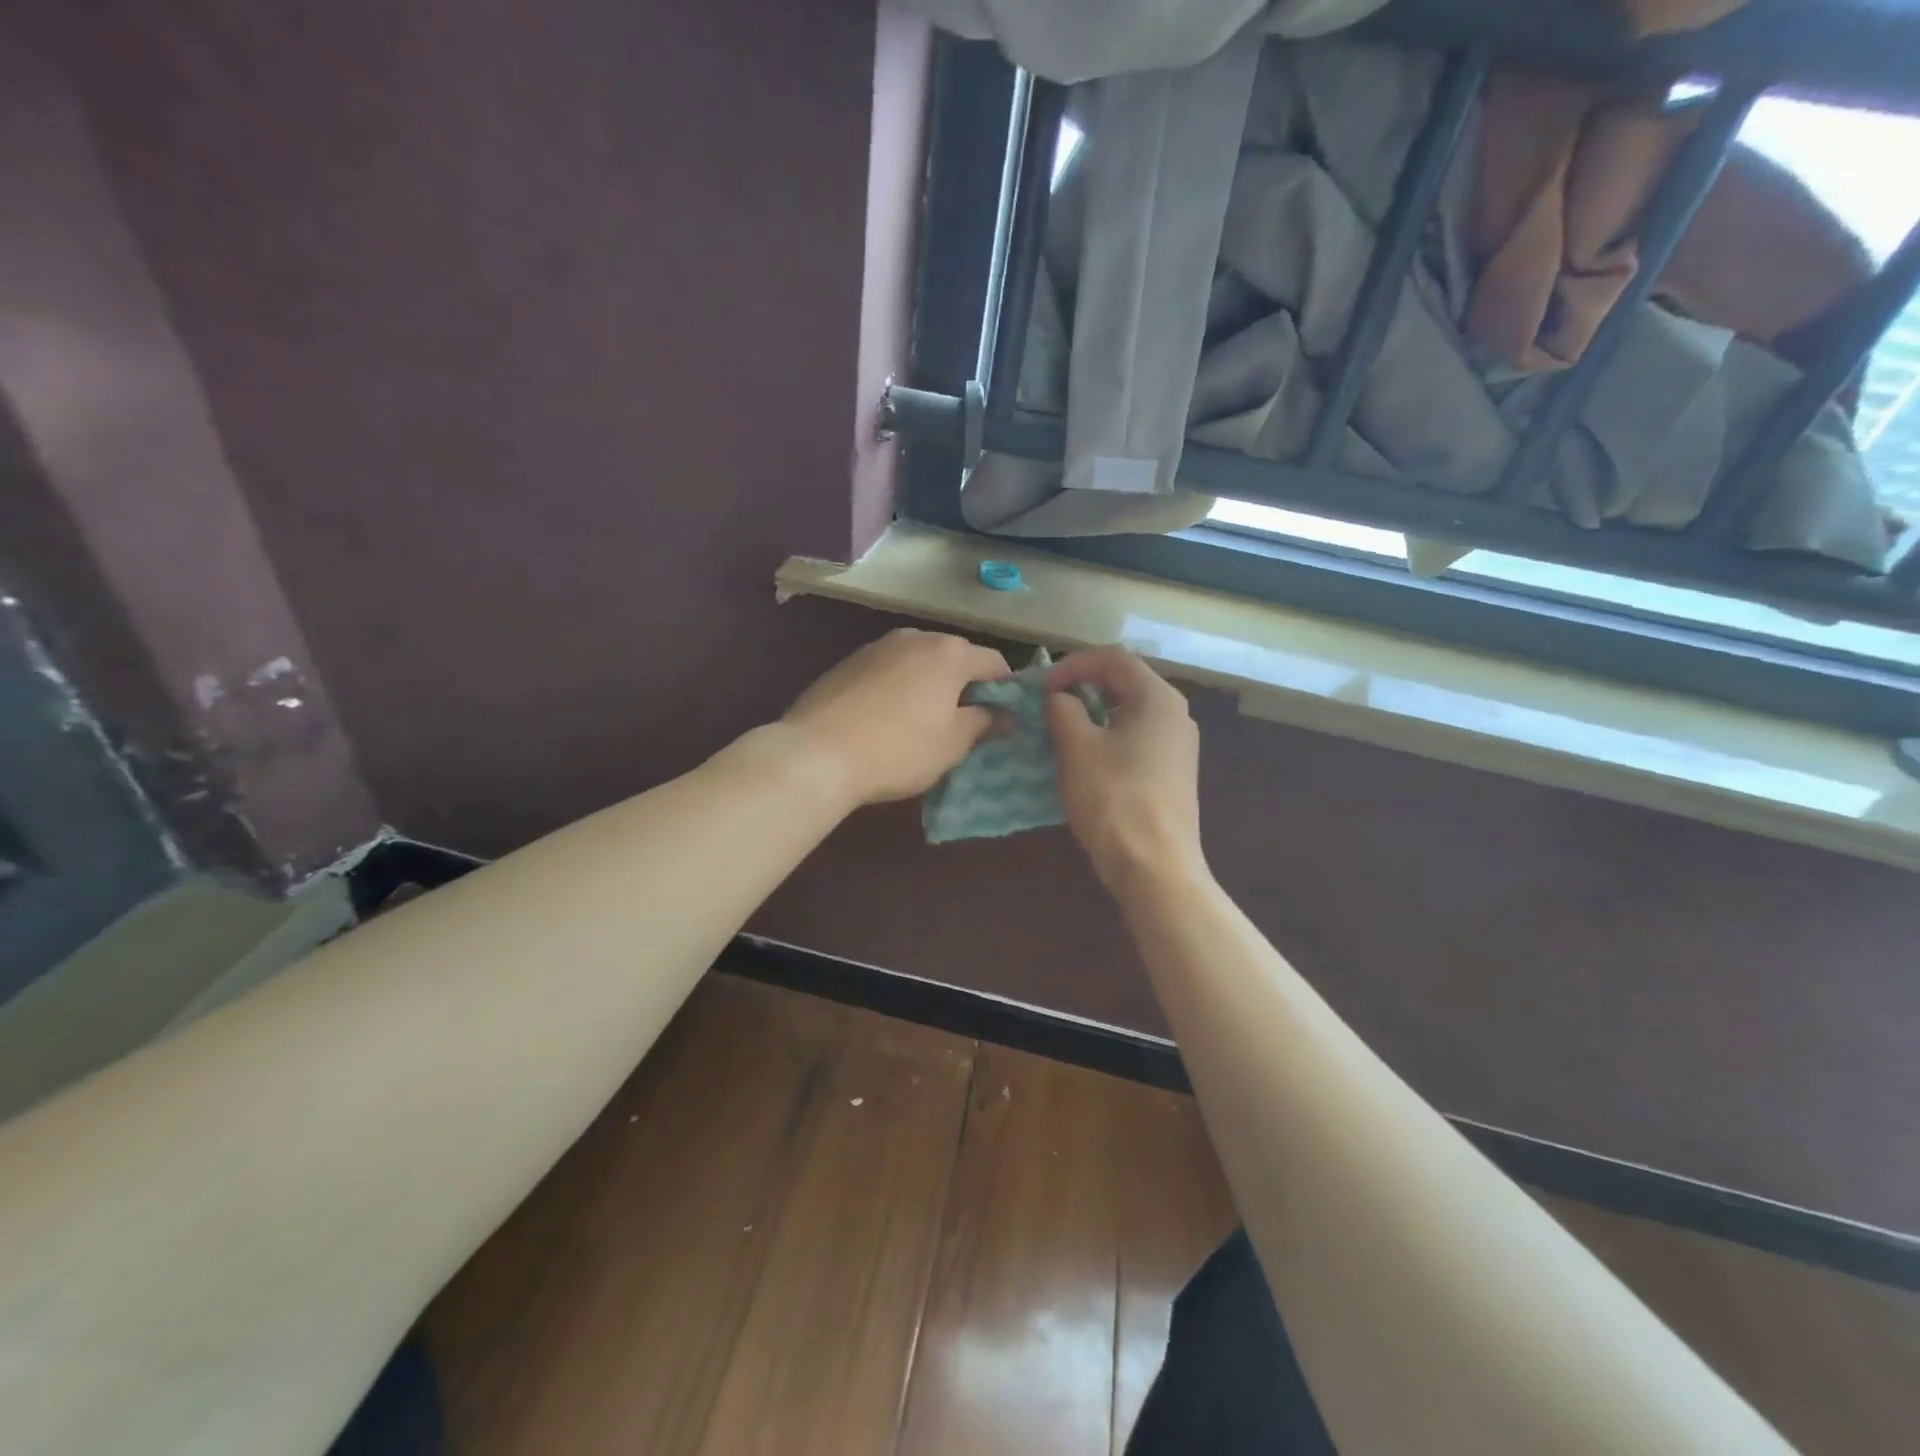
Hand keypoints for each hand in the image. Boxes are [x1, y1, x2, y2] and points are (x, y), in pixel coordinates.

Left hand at [781, 628, 1010, 806]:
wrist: (817, 752)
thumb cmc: (898, 749)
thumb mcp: (952, 744)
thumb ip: (984, 723)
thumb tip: (1005, 715)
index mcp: (949, 654)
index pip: (994, 662)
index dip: (1006, 690)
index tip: (1005, 717)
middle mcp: (916, 637)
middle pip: (955, 657)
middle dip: (966, 685)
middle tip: (967, 722)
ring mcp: (878, 646)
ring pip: (920, 661)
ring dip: (931, 684)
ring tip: (926, 720)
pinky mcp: (849, 661)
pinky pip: (890, 669)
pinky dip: (900, 686)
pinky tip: (889, 717)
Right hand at [1045, 646, 1204, 888]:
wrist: (1155, 866)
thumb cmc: (1113, 798)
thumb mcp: (1077, 747)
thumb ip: (1063, 710)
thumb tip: (1060, 698)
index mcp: (1157, 698)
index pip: (1113, 658)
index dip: (1073, 664)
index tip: (1043, 688)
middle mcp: (1175, 714)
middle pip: (1124, 682)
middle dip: (1082, 687)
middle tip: (1048, 706)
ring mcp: (1178, 746)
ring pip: (1129, 713)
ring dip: (1092, 714)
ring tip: (1060, 732)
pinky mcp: (1173, 773)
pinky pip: (1136, 739)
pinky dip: (1107, 737)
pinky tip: (1084, 761)